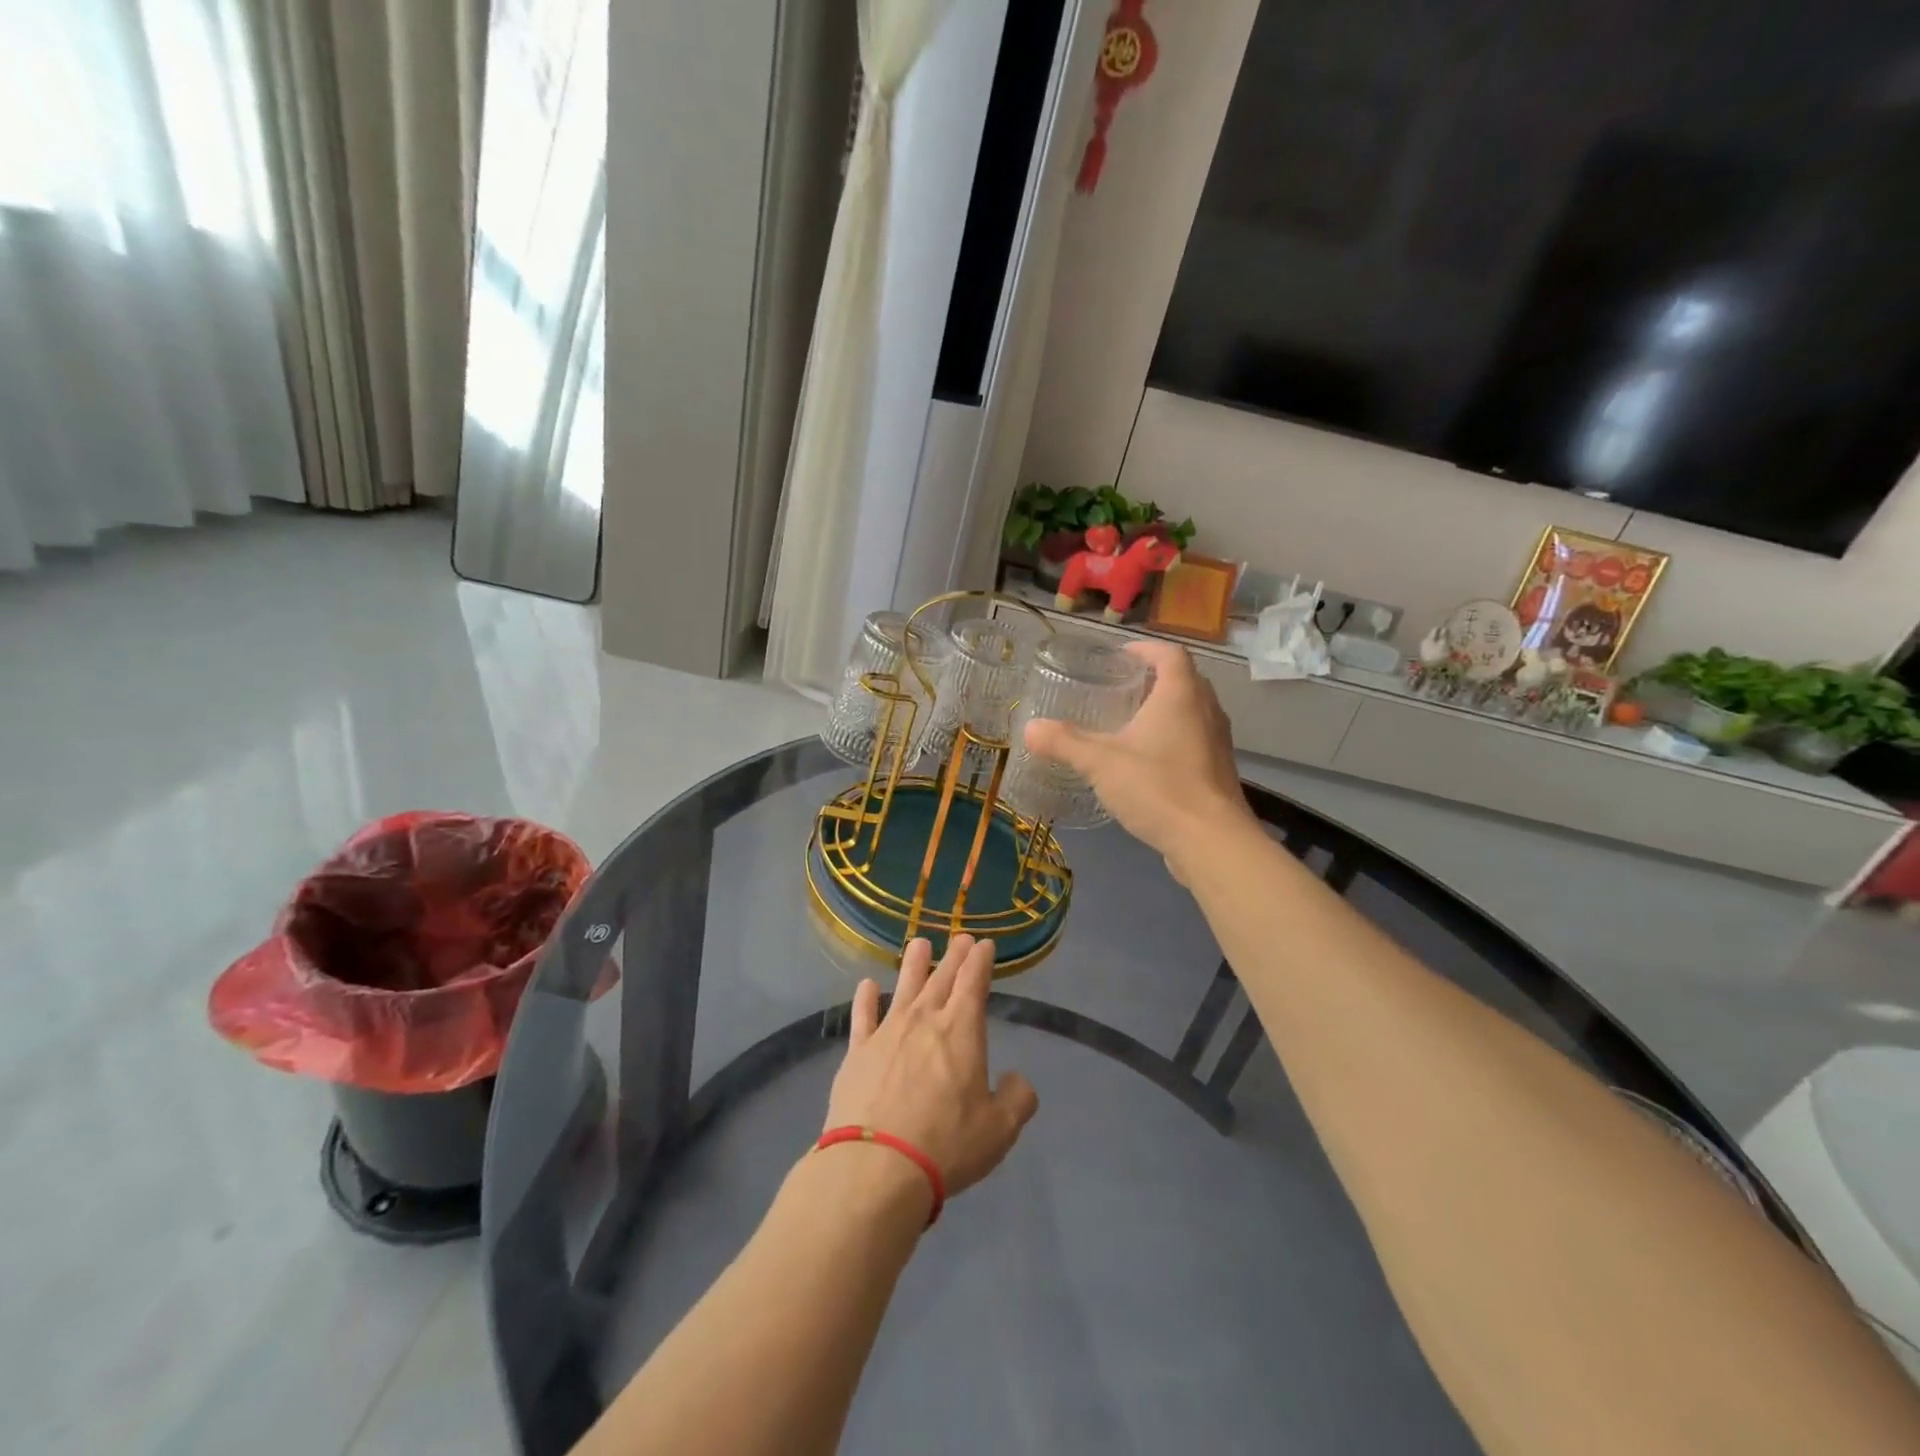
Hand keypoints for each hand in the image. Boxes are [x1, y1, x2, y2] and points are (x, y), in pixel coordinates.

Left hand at [827, 936, 1038, 1199]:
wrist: (876, 1167)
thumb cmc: (946, 1145)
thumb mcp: (999, 1130)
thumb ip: (1016, 1099)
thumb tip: (1017, 1080)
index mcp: (962, 1030)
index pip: (974, 982)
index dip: (981, 960)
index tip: (985, 944)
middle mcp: (924, 1020)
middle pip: (941, 978)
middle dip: (954, 956)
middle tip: (961, 938)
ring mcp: (887, 1032)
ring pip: (904, 986)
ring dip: (913, 964)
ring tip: (919, 944)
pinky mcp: (857, 1053)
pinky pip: (863, 1016)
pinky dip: (866, 998)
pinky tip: (867, 986)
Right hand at [1023, 639, 1254, 866]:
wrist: (1211, 841)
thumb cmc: (1158, 787)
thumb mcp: (1101, 762)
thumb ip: (1065, 742)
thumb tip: (1029, 728)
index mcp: (1181, 694)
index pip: (1170, 653)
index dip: (1145, 649)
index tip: (1119, 657)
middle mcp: (1206, 710)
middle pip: (1182, 680)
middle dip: (1151, 679)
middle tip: (1118, 689)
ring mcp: (1217, 741)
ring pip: (1191, 711)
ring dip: (1164, 710)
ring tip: (1128, 723)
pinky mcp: (1218, 770)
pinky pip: (1194, 739)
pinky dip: (1172, 738)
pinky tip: (1146, 761)